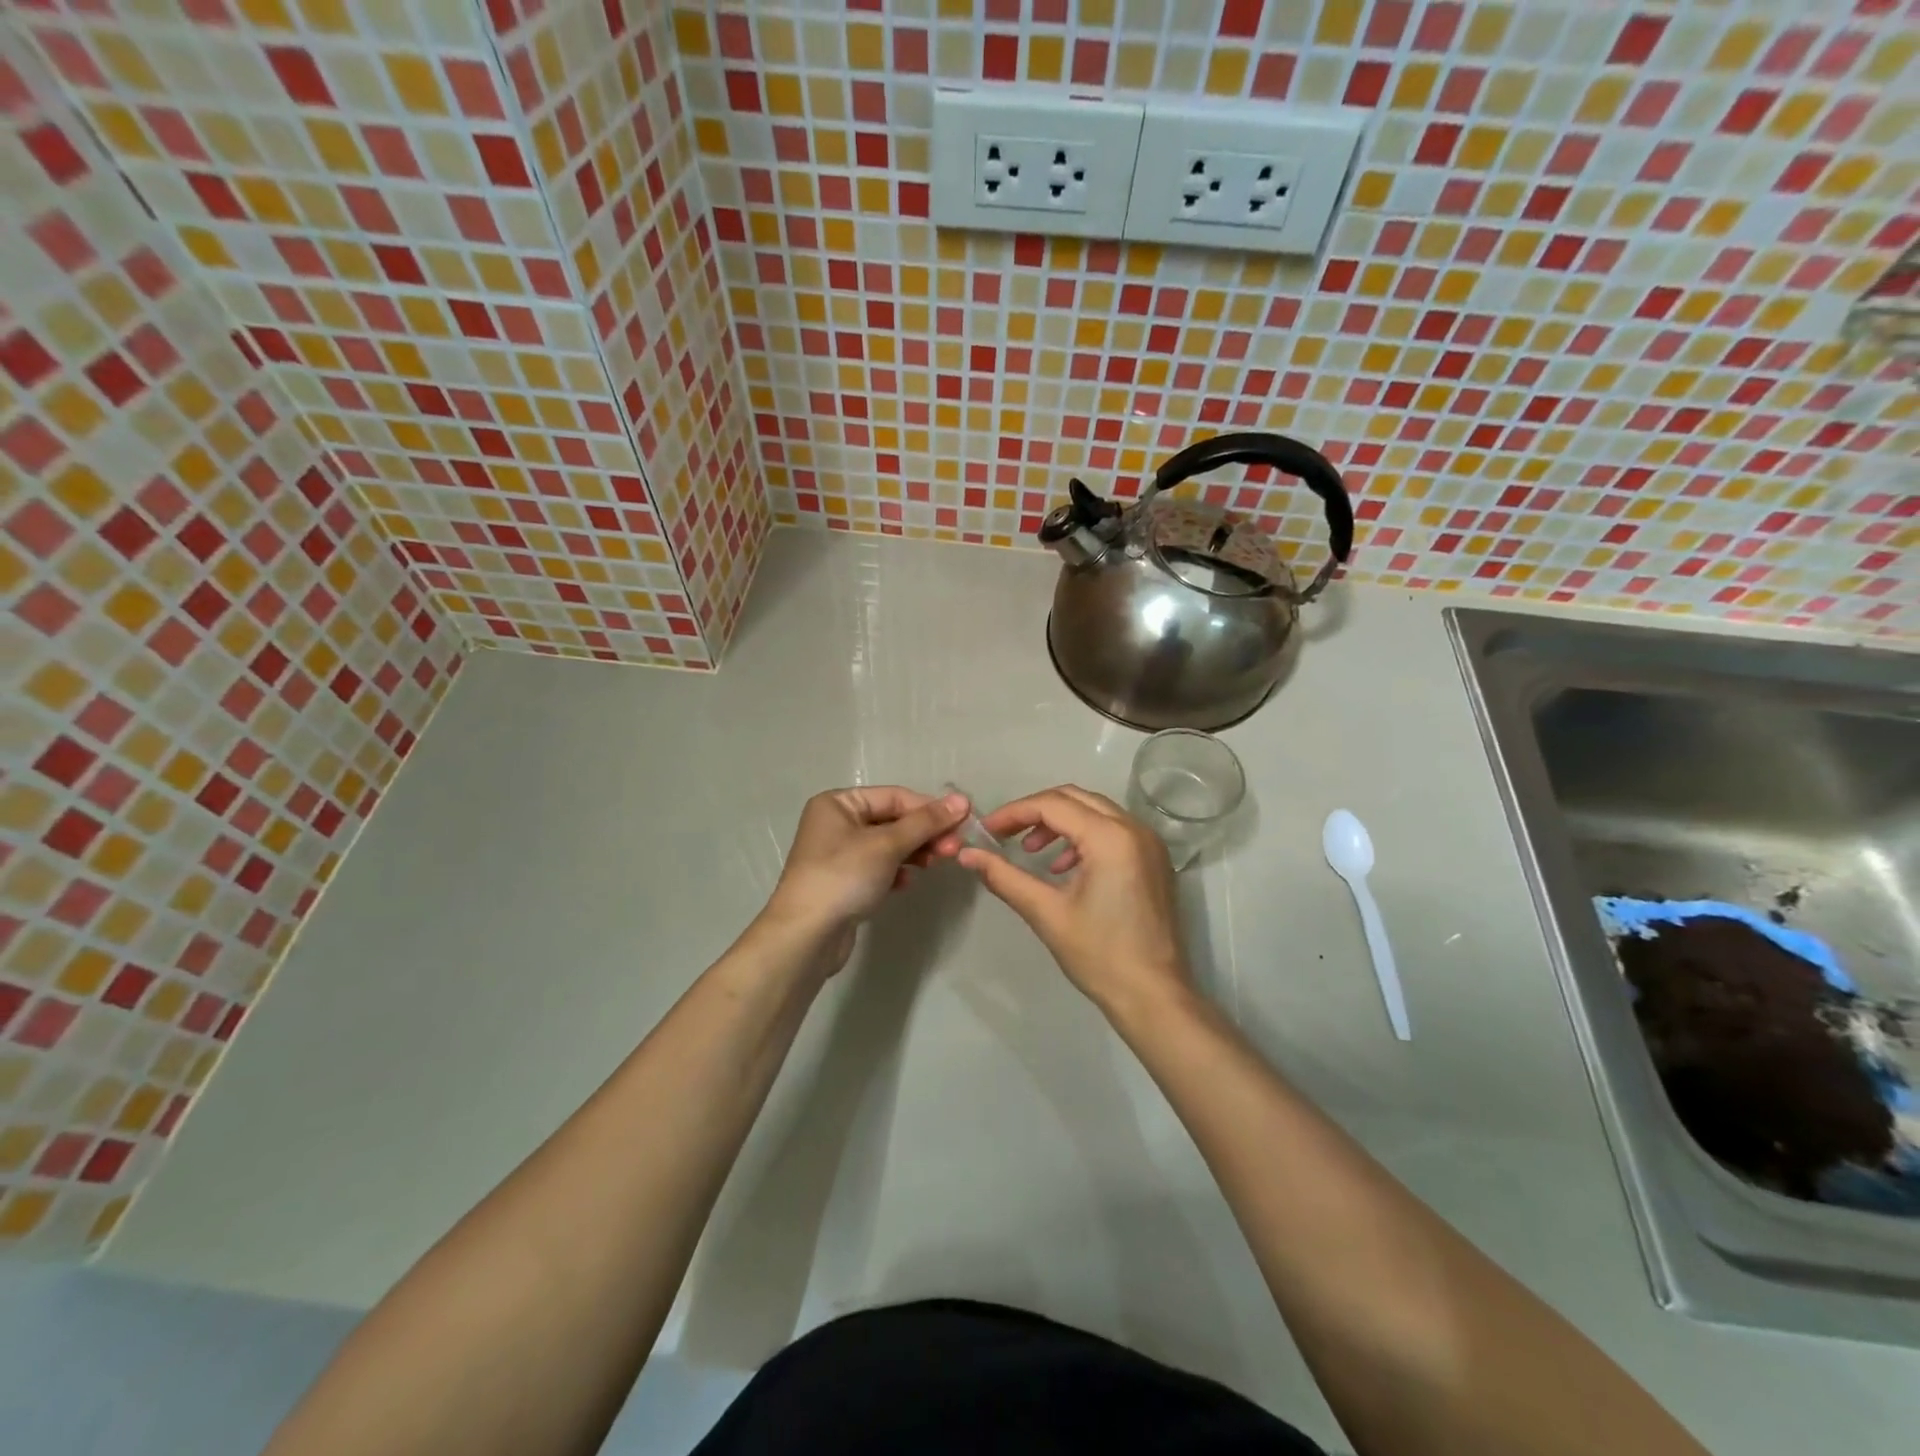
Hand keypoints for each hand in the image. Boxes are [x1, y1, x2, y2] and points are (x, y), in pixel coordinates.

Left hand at [762, 787, 968, 957]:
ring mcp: (839, 854)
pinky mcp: (845, 881)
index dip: (930, 808)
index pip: (895, 797)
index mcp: (839, 803)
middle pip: (893, 820)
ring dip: (915, 852)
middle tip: (953, 849)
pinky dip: (897, 871)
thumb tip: (962, 800)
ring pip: (889, 845)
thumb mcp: (887, 845)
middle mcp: (836, 822)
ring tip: (935, 864)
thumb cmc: (844, 877)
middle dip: (924, 833)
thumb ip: (925, 822)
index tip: (964, 823)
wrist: (805, 936)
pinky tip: (906, 883)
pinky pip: (879, 867)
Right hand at [958, 786, 1190, 1018]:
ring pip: (1095, 811)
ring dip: (1060, 823)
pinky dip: (1083, 836)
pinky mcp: (1154, 860)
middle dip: (1036, 812)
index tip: (986, 830)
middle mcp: (1134, 828)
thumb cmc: (1099, 955)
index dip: (1014, 813)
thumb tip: (967, 855)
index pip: (1052, 805)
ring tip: (1031, 852)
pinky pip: (1113, 830)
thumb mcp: (1046, 912)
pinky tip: (1062, 868)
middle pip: (1075, 798)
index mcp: (1111, 837)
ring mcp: (1149, 843)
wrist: (1154, 996)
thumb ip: (1004, 876)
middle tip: (1005, 835)